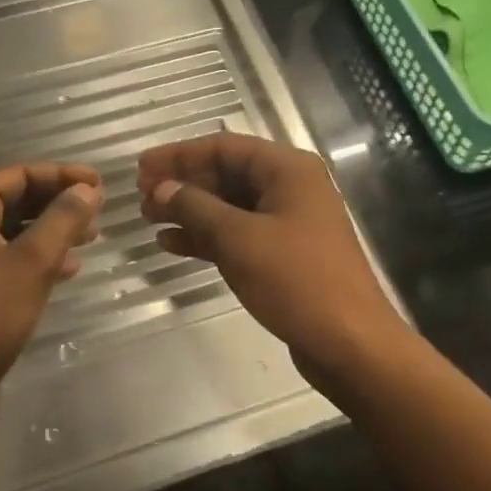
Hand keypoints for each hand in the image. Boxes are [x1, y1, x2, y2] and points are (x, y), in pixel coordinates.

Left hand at [0, 162, 101, 423]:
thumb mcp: (32, 262)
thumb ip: (63, 219)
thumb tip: (87, 189)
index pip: (18, 175)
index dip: (61, 175)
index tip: (101, 184)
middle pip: (15, 200)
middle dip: (58, 202)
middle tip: (99, 211)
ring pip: (15, 231)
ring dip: (52, 230)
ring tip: (91, 238)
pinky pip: (9, 258)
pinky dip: (38, 257)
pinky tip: (68, 270)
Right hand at [138, 135, 402, 389]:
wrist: (349, 343)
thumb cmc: (296, 280)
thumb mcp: (239, 238)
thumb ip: (195, 207)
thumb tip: (161, 187)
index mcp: (288, 170)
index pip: (224, 147)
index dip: (180, 155)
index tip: (141, 167)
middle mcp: (290, 188)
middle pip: (227, 174)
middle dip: (183, 183)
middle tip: (141, 196)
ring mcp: (288, 222)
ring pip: (229, 206)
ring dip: (190, 211)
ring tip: (148, 219)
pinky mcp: (284, 254)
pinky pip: (238, 234)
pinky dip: (207, 237)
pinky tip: (172, 245)